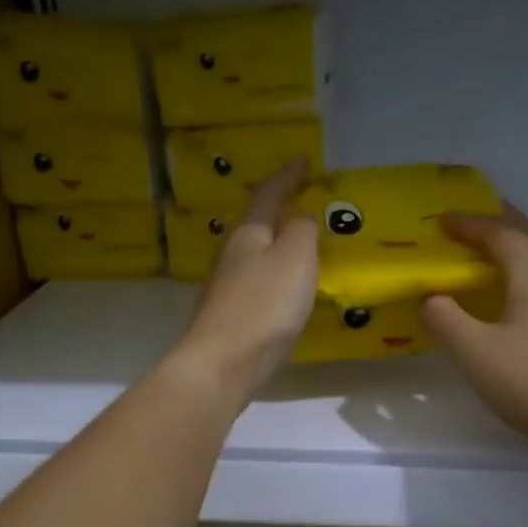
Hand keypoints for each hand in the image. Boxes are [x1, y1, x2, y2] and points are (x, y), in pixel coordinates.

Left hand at [169, 158, 318, 404]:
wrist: (223, 364)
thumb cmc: (263, 306)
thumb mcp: (295, 258)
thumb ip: (302, 232)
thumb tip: (300, 219)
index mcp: (248, 235)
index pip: (268, 195)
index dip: (287, 177)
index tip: (304, 162)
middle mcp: (232, 256)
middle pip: (256, 225)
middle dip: (278, 211)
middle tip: (301, 202)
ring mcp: (227, 289)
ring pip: (256, 256)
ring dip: (276, 246)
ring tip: (299, 245)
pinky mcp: (231, 318)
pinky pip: (258, 286)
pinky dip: (275, 278)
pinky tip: (285, 291)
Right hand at [420, 206, 527, 451]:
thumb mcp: (474, 351)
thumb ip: (445, 318)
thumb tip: (430, 297)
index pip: (500, 233)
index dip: (469, 224)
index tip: (441, 221)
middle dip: (500, 224)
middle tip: (471, 224)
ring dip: (515, 248)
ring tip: (488, 255)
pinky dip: (524, 273)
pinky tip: (512, 298)